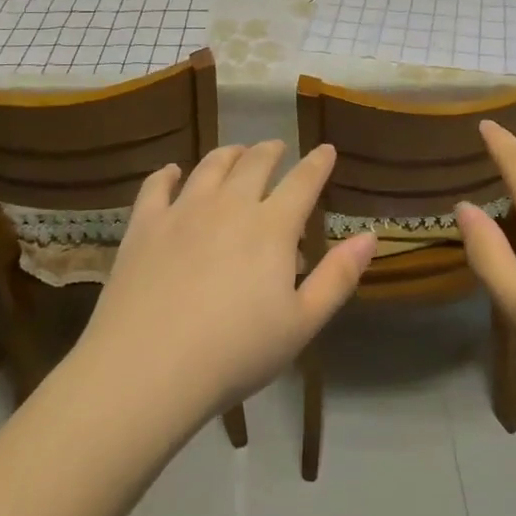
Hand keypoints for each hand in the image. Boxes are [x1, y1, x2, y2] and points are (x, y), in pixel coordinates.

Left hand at [75, 141, 376, 426]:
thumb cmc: (235, 353)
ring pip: (211, 166)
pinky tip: (173, 171)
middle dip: (271, 151)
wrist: (147, 368)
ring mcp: (183, 210)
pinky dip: (169, 173)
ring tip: (236, 152)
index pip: (303, 182)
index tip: (326, 149)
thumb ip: (338, 276)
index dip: (318, 163)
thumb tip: (370, 236)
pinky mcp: (145, 224)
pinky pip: (157, 185)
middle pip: (255, 163)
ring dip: (229, 154)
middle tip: (277, 148)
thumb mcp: (301, 324)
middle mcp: (230, 204)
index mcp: (272, 227)